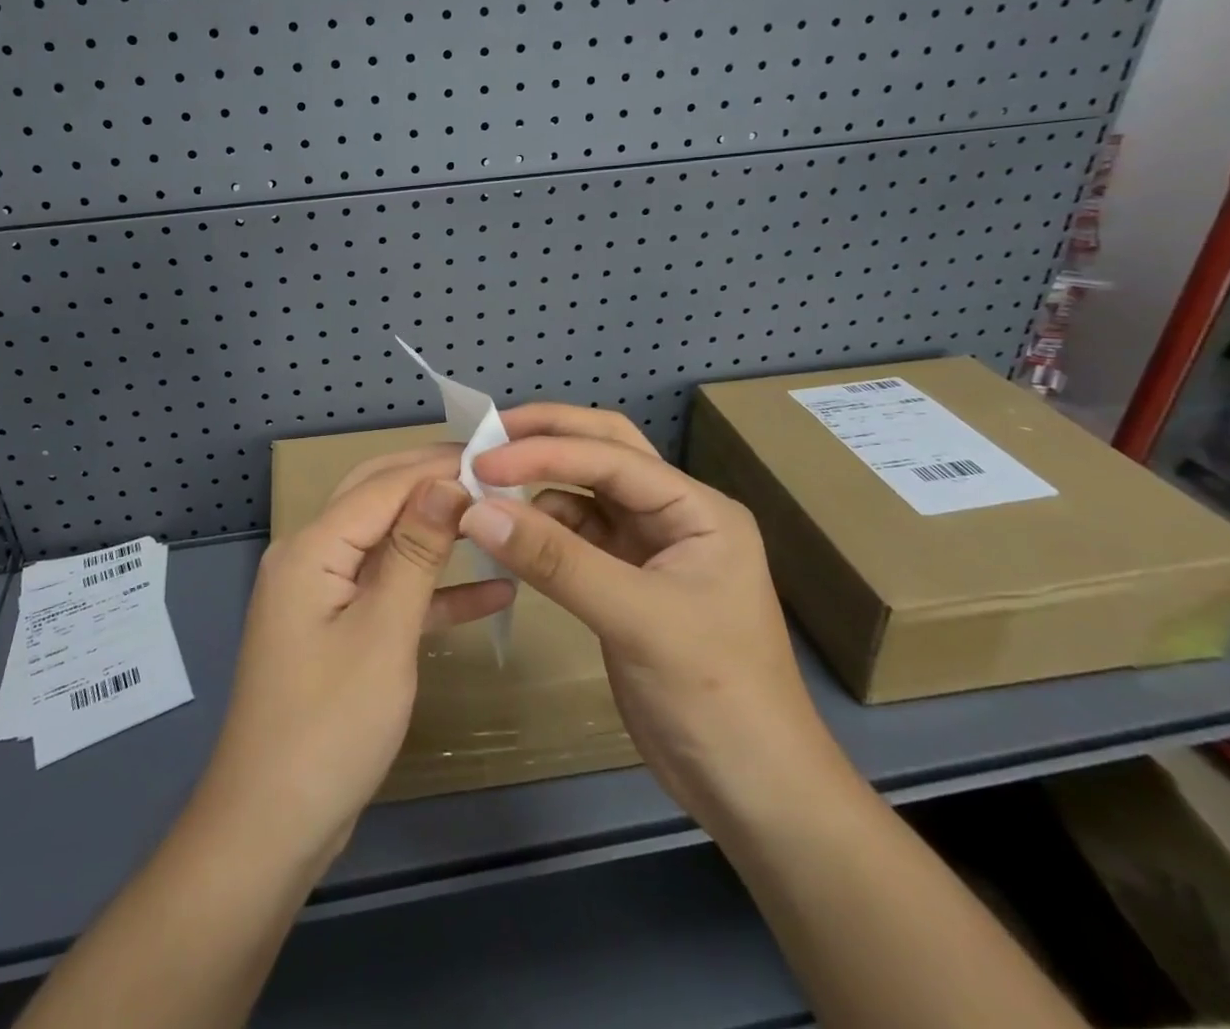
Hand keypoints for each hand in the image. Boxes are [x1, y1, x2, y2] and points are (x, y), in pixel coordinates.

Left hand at [194, 449, 515, 868]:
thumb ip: (415, 553)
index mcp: (311, 549)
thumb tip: (446, 482)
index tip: (495, 455)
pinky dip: (435, 591)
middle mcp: (311, 559)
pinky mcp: (339, 632)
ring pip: (388, 545)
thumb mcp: (383, 634)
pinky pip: (390, 594)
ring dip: (438, 533)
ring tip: (498, 517)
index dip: (437, 467)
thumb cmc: (329, 726)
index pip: (382, 485)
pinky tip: (494, 592)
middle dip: (433, 484)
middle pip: (378, 502)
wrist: (272, 826)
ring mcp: (324, 597)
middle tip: (496, 474)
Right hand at [459, 404, 842, 827]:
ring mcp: (648, 549)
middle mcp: (674, 516)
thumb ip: (556, 561)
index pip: (612, 457)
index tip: (483, 459)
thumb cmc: (715, 696)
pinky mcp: (623, 583)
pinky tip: (507, 534)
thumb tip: (476, 510)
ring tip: (484, 484)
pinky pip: (574, 536)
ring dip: (538, 484)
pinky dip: (539, 529)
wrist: (753, 793)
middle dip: (547, 438)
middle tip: (486, 436)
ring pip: (585, 493)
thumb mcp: (637, 620)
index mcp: (697, 509)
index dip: (545, 451)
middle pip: (604, 453)